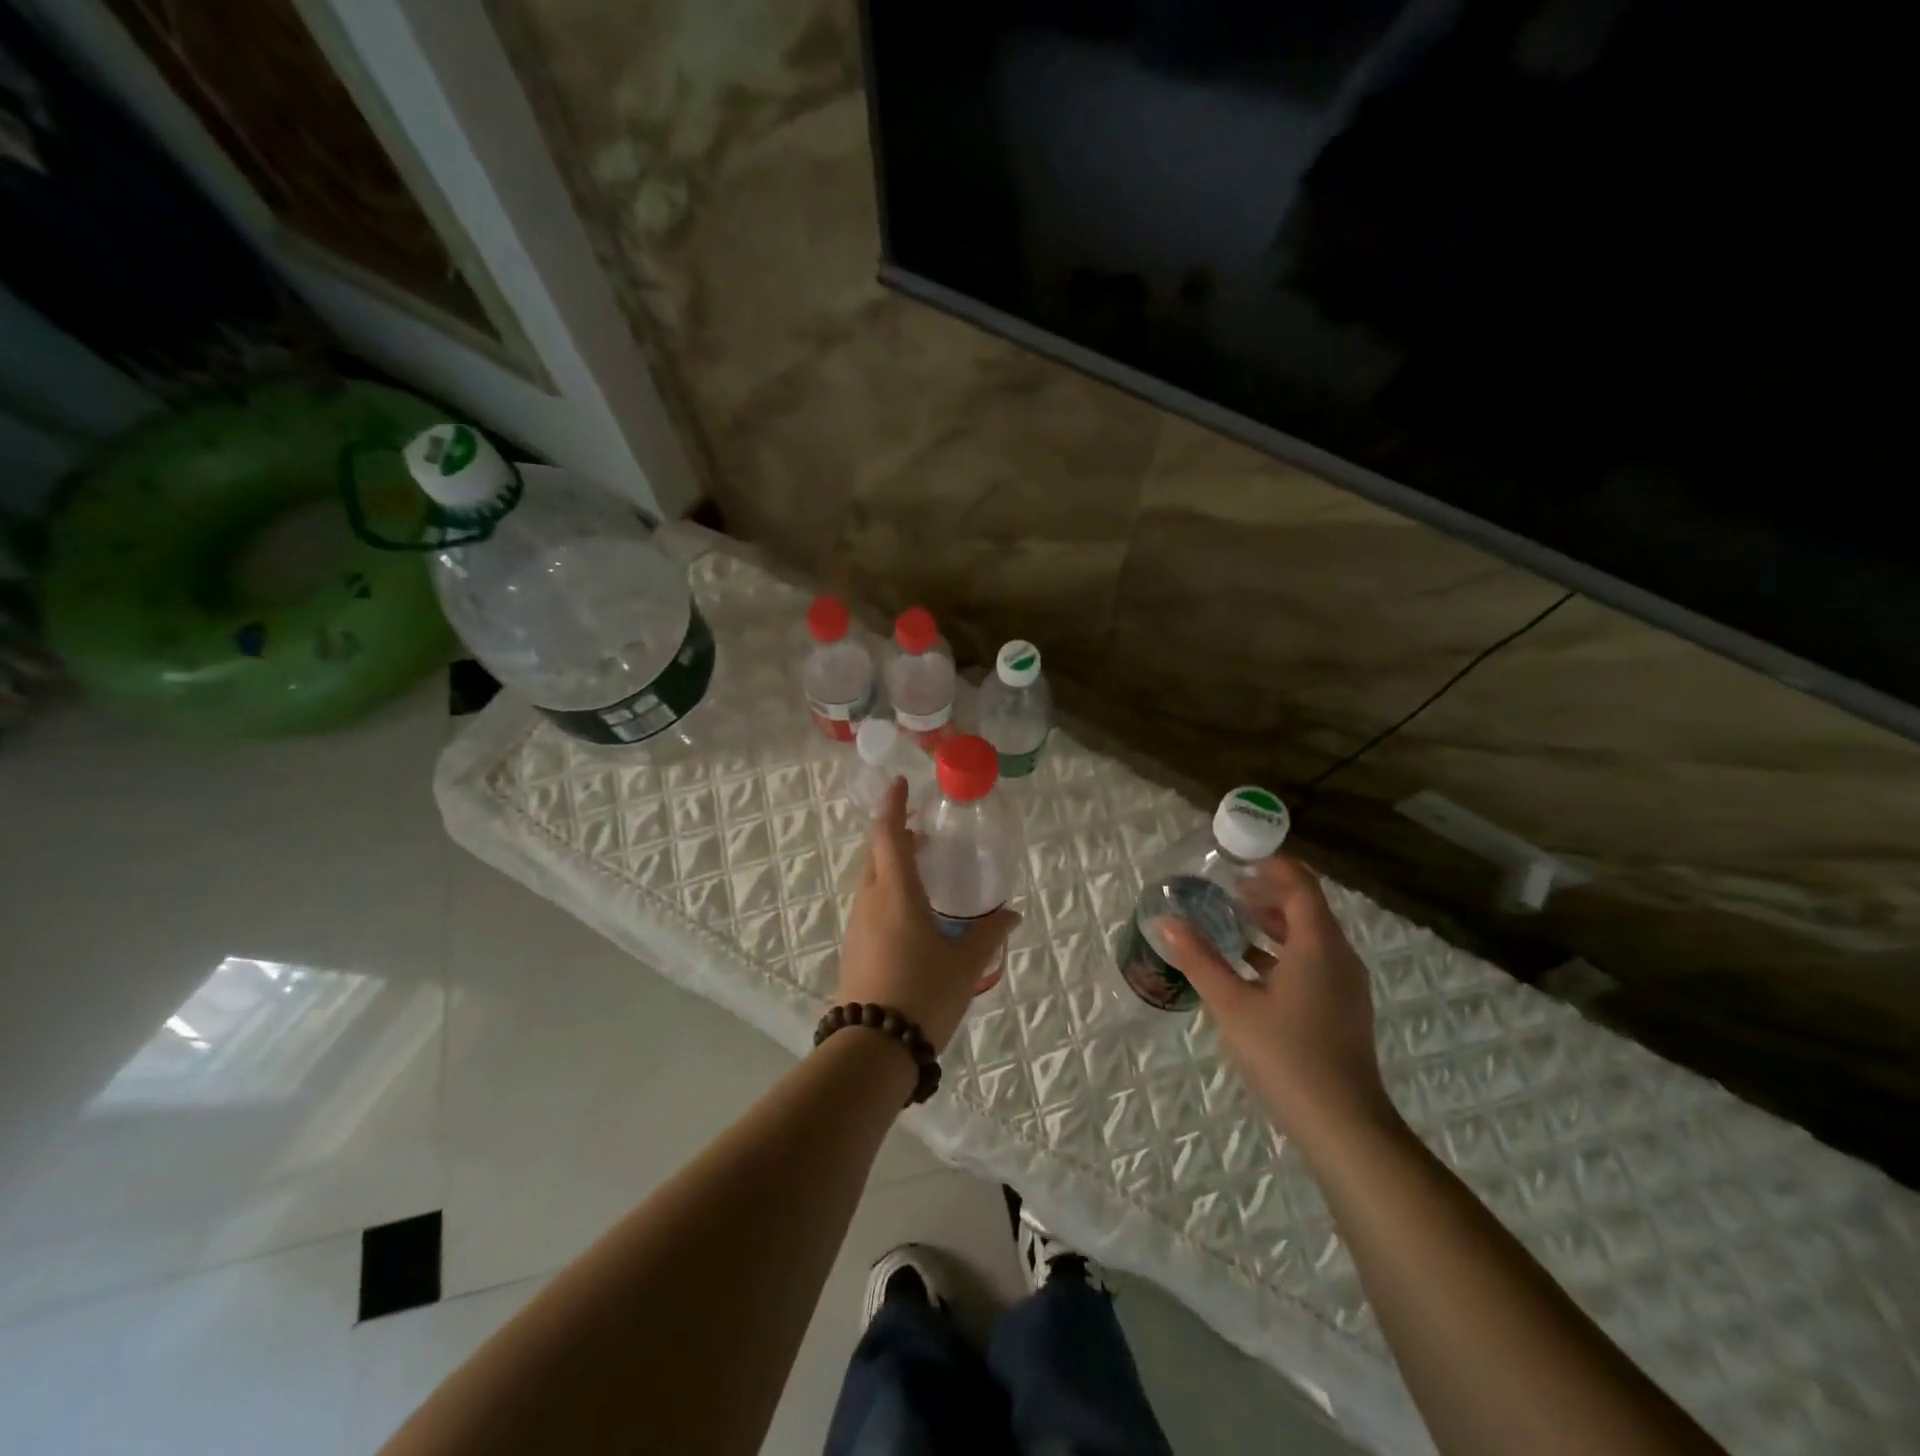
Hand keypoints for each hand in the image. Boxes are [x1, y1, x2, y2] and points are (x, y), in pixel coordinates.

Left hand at [837, 779, 1019, 1053]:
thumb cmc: (923, 994)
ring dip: (891, 865)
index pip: (888, 835)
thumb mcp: (965, 964)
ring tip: (923, 871)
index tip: (901, 784)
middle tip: (924, 833)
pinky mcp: (853, 948)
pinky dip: (887, 892)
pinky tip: (911, 914)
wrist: (873, 1049)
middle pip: (876, 854)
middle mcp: (870, 901)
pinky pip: (870, 904)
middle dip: (896, 836)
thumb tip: (1012, 914)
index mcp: (896, 894)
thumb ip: (989, 933)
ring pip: (871, 880)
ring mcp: (857, 925)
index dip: (894, 806)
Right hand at [1156, 856, 1396, 1147]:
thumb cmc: (1286, 1056)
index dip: (1273, 866)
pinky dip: (1282, 951)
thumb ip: (1198, 959)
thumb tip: (1165, 921)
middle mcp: (1339, 957)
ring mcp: (1345, 985)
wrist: (1344, 1126)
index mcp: (1318, 946)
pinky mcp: (1342, 1008)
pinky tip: (1249, 967)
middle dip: (1267, 894)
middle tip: (1225, 890)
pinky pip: (1313, 961)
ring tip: (1232, 921)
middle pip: (1306, 908)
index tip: (1237, 859)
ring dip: (1273, 923)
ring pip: (1310, 937)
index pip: (1301, 886)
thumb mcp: (1232, 1005)